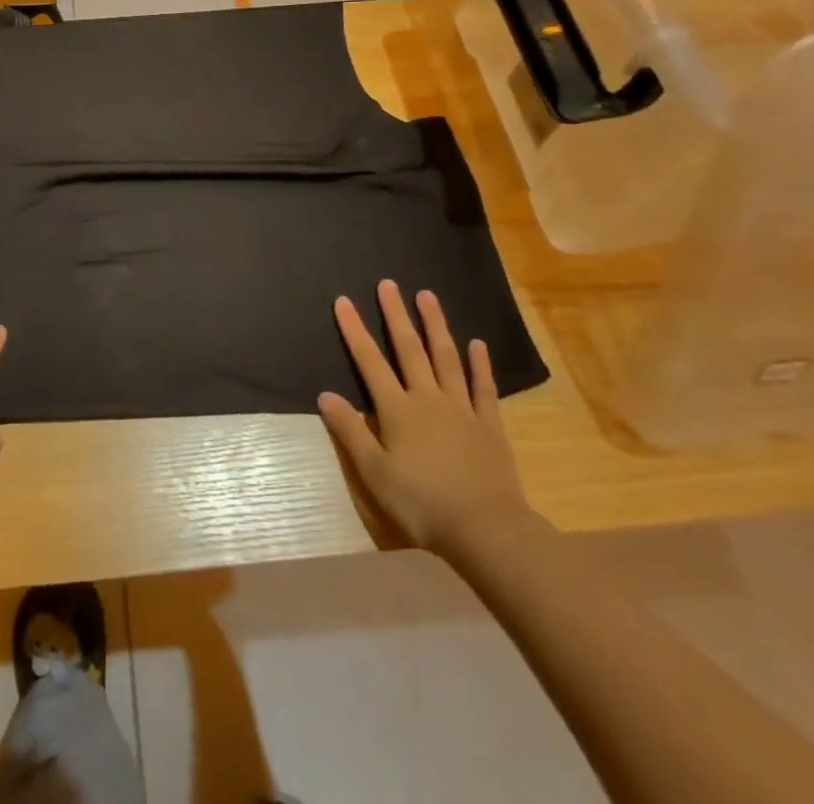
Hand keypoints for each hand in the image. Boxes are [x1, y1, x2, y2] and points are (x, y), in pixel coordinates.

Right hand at [318, 281, 533, 559]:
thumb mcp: (374, 472)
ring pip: (446, 359)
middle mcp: (428, 399)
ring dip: (436, 326)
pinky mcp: (489, 426)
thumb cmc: (421, 503)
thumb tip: (325, 394)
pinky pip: (484, 388)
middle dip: (396, 315)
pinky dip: (480, 365)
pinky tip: (477, 344)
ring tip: (428, 296)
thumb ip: (350, 431)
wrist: (486, 530)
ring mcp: (462, 409)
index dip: (354, 331)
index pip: (370, 362)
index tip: (343, 301)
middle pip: (409, 349)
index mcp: (397, 410)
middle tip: (388, 284)